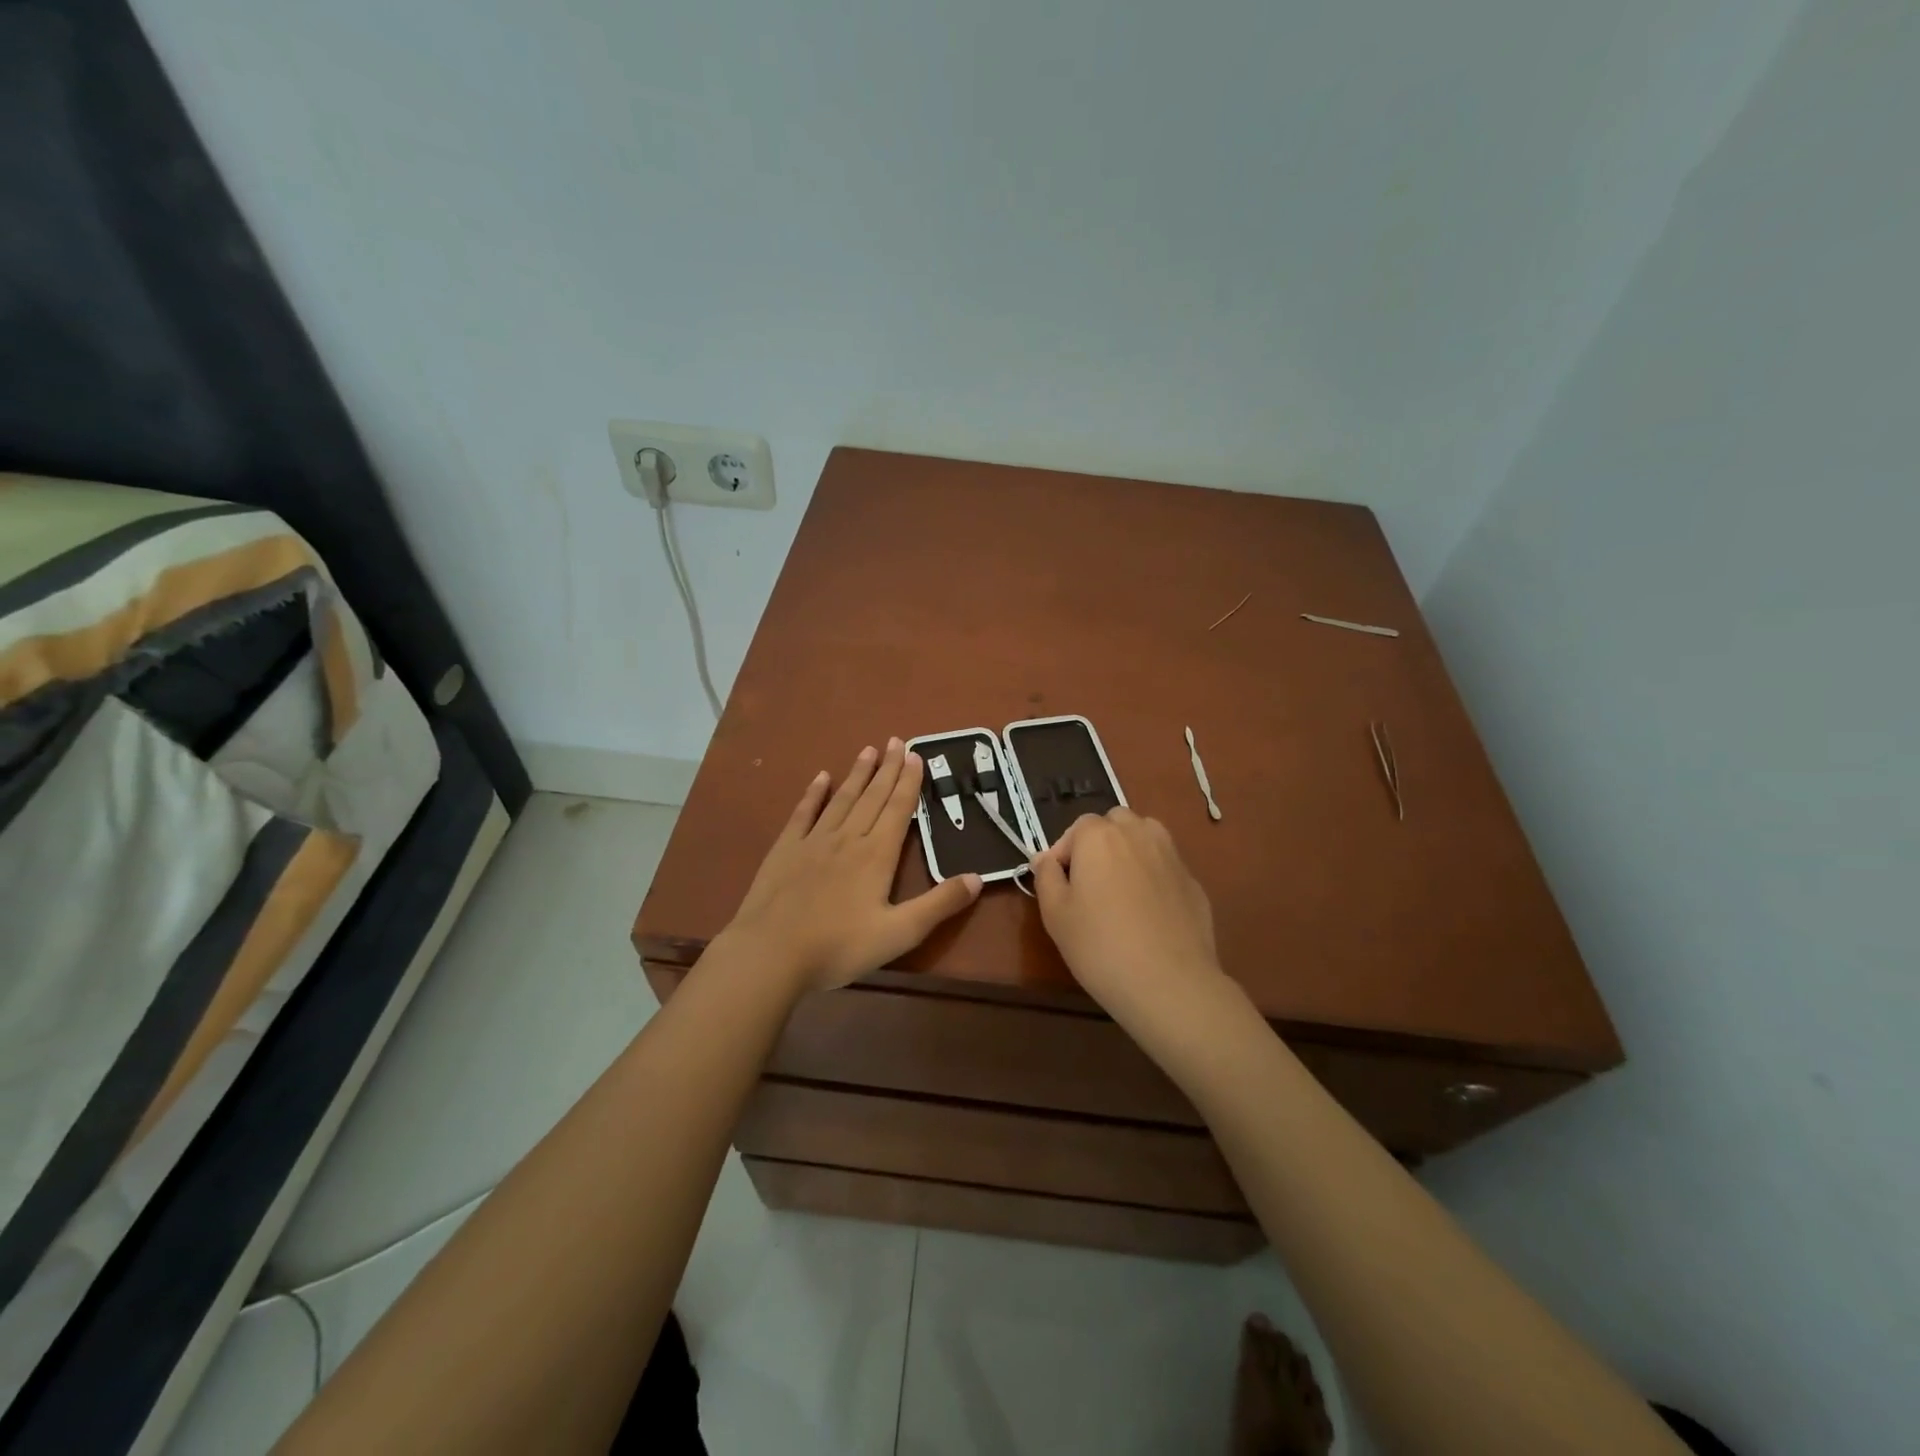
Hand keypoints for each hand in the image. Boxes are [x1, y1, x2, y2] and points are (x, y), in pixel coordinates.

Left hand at [721, 739, 982, 993]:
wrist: (771, 953)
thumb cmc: (839, 947)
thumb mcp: (900, 933)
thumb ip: (939, 904)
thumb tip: (978, 877)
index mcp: (877, 855)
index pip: (899, 809)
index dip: (909, 782)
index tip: (916, 755)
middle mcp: (848, 838)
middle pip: (872, 797)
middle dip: (887, 768)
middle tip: (896, 740)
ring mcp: (813, 841)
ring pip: (842, 799)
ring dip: (857, 774)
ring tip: (868, 750)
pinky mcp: (785, 850)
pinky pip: (803, 813)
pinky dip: (813, 794)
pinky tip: (821, 778)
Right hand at [1031, 808, 1228, 1025]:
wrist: (1169, 983)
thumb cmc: (1100, 946)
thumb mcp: (1055, 914)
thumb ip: (1046, 877)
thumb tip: (1045, 858)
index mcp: (1099, 836)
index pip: (1076, 828)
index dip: (1064, 854)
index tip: (1060, 886)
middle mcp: (1138, 833)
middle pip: (1114, 824)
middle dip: (1099, 844)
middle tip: (1090, 884)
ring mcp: (1171, 855)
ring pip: (1145, 838)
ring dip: (1129, 852)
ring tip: (1120, 891)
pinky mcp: (1193, 881)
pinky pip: (1165, 867)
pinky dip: (1154, 877)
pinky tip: (1149, 914)